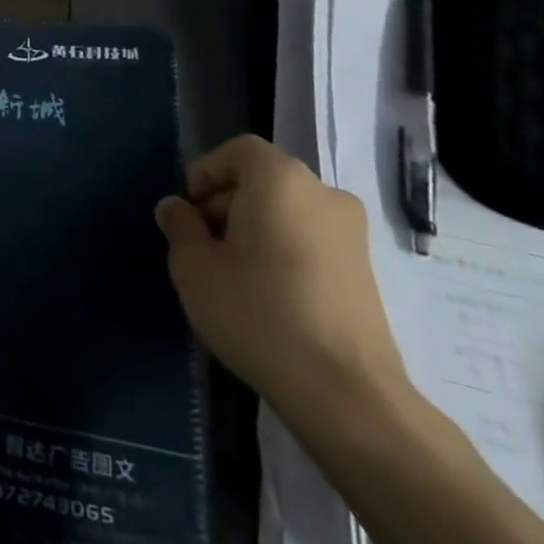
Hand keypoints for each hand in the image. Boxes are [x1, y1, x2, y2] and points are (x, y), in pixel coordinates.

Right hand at [156, 135, 407, 424]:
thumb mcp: (194, 265)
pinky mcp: (366, 272)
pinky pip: (310, 241)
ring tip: (230, 273)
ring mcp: (352, 235)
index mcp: (281, 179)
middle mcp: (324, 194)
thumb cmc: (257, 311)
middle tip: (201, 244)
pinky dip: (283, 251)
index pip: (237, 151)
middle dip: (226, 203)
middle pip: (263, 180)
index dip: (205, 173)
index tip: (187, 212)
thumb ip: (180, 226)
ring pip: (287, 212)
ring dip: (253, 229)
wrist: (345, 392)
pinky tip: (265, 294)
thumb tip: (176, 209)